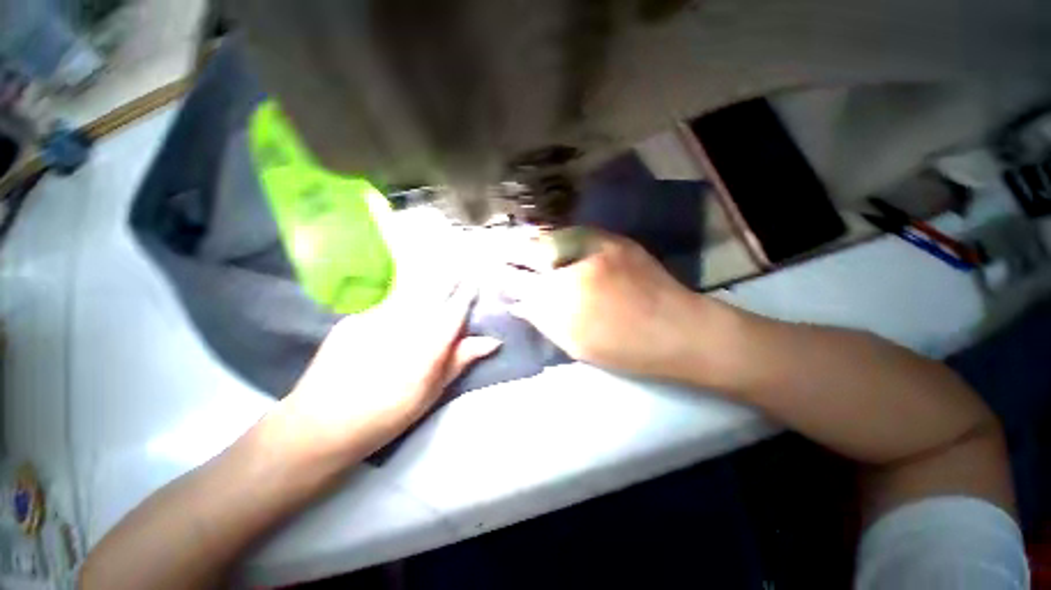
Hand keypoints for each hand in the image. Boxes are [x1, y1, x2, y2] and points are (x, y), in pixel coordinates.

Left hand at [268, 282, 500, 463]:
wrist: (321, 423)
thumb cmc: (387, 414)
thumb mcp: (431, 393)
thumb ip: (460, 360)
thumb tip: (492, 341)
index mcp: (429, 345)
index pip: (456, 309)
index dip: (468, 292)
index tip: (475, 279)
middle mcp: (406, 323)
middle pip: (434, 289)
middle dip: (449, 274)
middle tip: (460, 263)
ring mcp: (378, 316)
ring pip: (410, 285)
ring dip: (427, 274)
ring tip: (437, 264)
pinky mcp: (356, 315)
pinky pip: (386, 293)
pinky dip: (401, 284)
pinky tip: (403, 283)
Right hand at [509, 232, 701, 379]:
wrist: (678, 329)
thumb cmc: (624, 348)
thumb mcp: (574, 344)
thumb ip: (542, 319)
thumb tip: (519, 302)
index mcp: (559, 300)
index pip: (516, 282)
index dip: (502, 277)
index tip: (492, 274)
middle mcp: (570, 267)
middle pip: (528, 251)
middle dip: (509, 252)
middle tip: (497, 252)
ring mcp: (592, 247)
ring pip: (549, 238)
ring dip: (531, 241)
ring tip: (518, 244)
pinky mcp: (612, 239)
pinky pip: (573, 234)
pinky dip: (556, 238)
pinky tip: (550, 241)